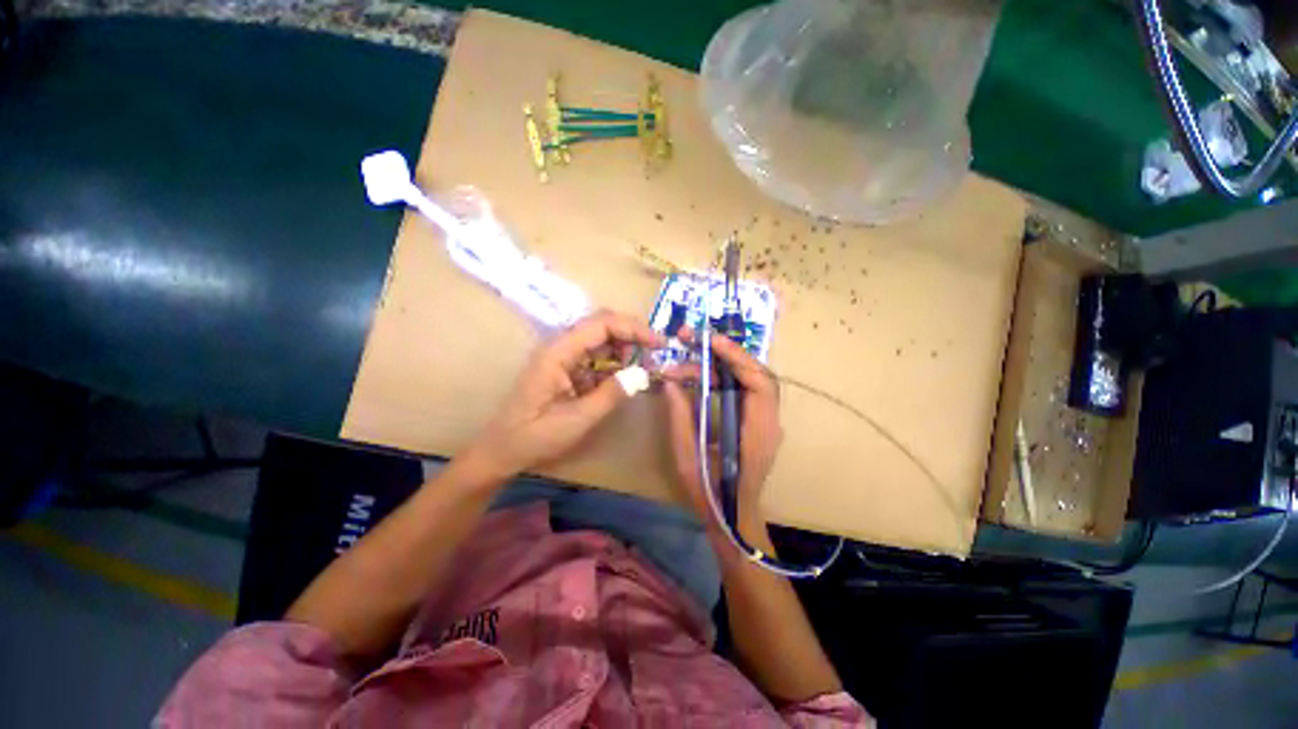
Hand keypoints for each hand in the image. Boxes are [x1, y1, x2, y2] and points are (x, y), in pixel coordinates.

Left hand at [465, 310, 664, 477]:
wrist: (501, 451)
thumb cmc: (535, 437)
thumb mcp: (578, 420)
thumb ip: (611, 394)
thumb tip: (643, 373)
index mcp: (558, 353)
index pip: (601, 324)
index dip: (633, 329)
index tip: (658, 343)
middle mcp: (559, 347)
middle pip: (601, 326)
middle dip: (631, 336)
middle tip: (653, 355)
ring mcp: (561, 357)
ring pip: (599, 340)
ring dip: (623, 350)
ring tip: (642, 368)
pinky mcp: (564, 369)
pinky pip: (593, 358)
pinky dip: (612, 364)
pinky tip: (624, 378)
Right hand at [661, 332, 782, 531]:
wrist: (732, 518)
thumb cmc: (711, 493)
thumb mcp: (687, 456)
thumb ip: (680, 417)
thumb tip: (671, 383)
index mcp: (758, 432)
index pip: (759, 383)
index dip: (737, 357)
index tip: (710, 341)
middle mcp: (768, 421)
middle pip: (755, 374)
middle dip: (725, 352)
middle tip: (691, 339)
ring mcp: (764, 420)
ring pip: (748, 378)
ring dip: (719, 363)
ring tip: (687, 357)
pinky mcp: (755, 420)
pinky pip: (742, 389)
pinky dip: (722, 376)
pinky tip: (700, 374)